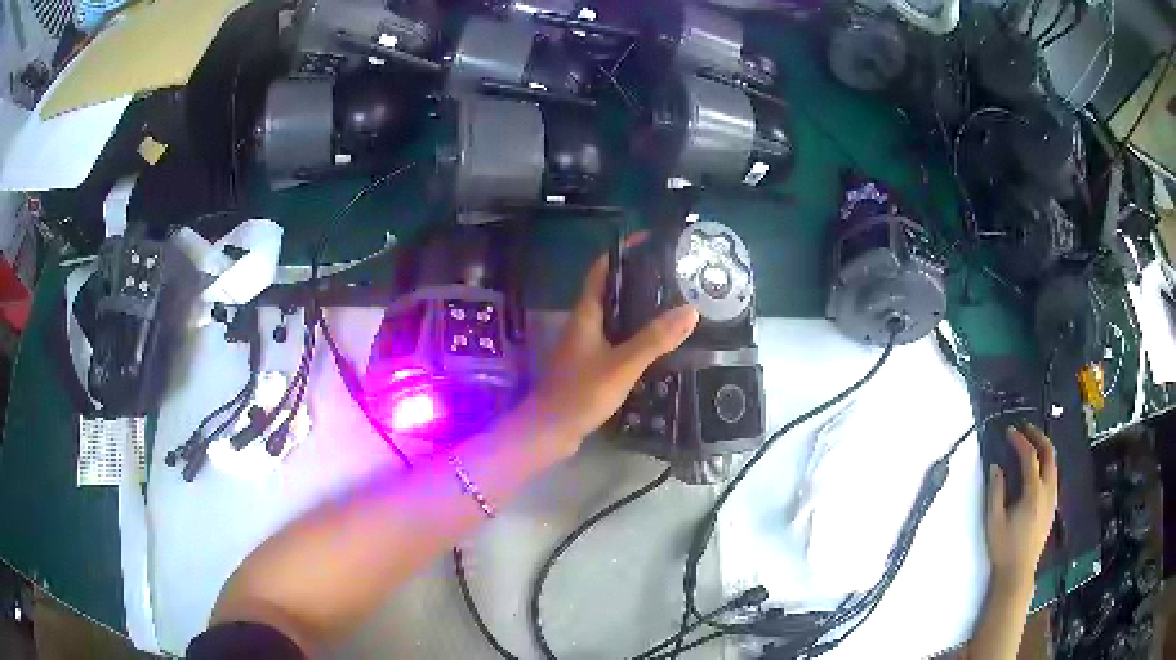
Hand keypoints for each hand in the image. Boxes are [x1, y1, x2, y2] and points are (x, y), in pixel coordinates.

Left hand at [534, 245, 698, 455]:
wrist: (550, 431)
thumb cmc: (581, 393)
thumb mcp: (623, 364)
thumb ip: (655, 339)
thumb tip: (691, 309)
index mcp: (586, 314)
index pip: (601, 270)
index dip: (622, 252)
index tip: (649, 242)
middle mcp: (583, 323)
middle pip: (611, 291)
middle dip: (638, 279)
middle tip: (672, 276)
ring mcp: (585, 345)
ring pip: (614, 316)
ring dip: (638, 308)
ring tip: (672, 304)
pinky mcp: (590, 364)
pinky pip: (615, 339)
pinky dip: (634, 333)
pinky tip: (656, 343)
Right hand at [985, 424, 1058, 586]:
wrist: (1018, 573)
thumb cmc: (1004, 547)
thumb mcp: (994, 520)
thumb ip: (995, 491)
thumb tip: (996, 466)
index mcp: (1033, 492)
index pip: (1029, 456)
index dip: (1019, 440)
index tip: (1009, 431)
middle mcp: (1048, 490)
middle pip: (1049, 453)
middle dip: (1038, 436)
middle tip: (1025, 429)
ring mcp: (1052, 498)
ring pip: (1054, 464)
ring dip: (1044, 449)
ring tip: (1031, 444)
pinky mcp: (1052, 507)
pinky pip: (1053, 476)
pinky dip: (1046, 464)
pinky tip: (1037, 470)